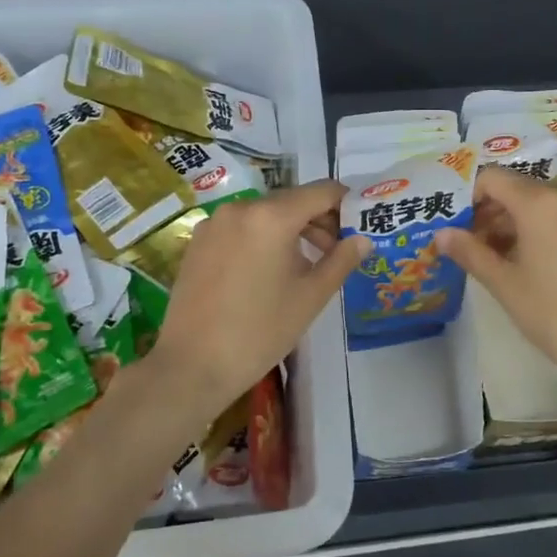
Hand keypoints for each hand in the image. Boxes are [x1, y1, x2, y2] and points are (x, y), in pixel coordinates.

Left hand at [149, 180, 368, 415]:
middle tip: (336, 252)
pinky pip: (241, 228)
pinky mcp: (198, 241)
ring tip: (304, 266)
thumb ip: (341, 260)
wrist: (193, 365)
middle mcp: (240, 208)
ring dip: (290, 230)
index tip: (359, 225)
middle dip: (319, 220)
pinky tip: (267, 272)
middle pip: (291, 200)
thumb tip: (363, 238)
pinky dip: (262, 238)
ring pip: (265, 214)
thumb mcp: (311, 297)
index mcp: (272, 216)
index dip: (346, 204)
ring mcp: (214, 223)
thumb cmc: (261, 331)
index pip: (321, 191)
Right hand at [436, 167, 556, 394]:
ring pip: (547, 203)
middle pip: (520, 189)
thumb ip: (470, 252)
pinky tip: (546, 265)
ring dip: (521, 222)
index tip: (461, 227)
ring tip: (510, 260)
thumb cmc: (555, 315)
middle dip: (494, 213)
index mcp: (541, 203)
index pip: (493, 178)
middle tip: (479, 248)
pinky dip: (550, 228)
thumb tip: (441, 235)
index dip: (470, 197)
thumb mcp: (505, 285)